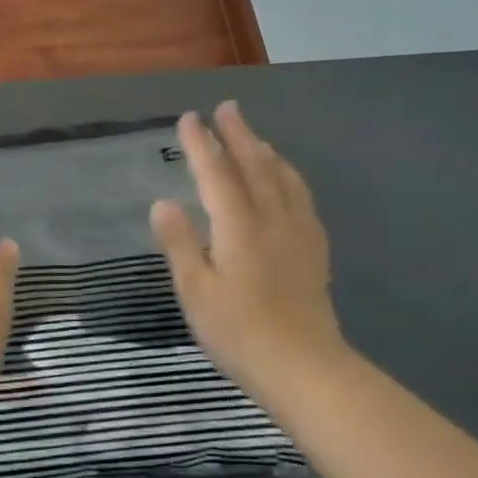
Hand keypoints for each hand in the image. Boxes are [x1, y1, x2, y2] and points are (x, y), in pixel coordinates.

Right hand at [151, 101, 343, 392]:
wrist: (306, 370)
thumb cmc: (239, 332)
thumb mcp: (195, 291)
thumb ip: (179, 244)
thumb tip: (163, 203)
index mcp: (237, 226)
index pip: (216, 174)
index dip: (202, 144)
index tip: (189, 118)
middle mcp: (270, 220)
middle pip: (254, 166)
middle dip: (238, 134)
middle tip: (227, 108)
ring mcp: (297, 234)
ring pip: (282, 179)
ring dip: (264, 151)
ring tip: (254, 135)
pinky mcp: (314, 251)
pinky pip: (302, 199)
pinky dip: (290, 177)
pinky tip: (287, 179)